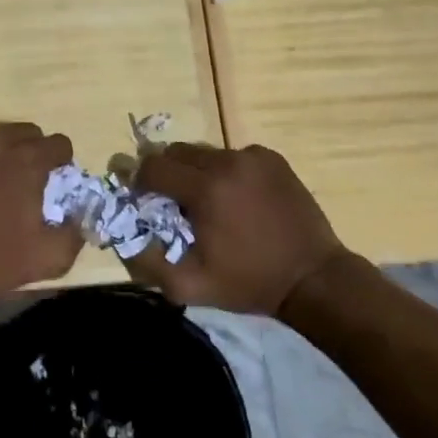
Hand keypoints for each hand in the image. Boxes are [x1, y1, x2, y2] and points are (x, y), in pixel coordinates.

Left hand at [0, 123, 80, 313]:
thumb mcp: (47, 258)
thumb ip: (75, 233)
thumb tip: (80, 215)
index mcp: (27, 159)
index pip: (60, 144)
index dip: (61, 164)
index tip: (53, 184)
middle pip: (29, 133)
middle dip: (33, 153)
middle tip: (24, 183)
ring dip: (2, 151)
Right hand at [126, 143, 350, 315]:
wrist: (314, 278)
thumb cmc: (249, 283)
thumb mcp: (190, 286)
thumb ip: (148, 262)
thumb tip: (124, 235)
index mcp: (205, 189)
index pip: (153, 166)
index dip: (139, 181)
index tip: (142, 200)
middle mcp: (227, 162)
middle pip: (176, 152)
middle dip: (165, 172)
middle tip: (171, 201)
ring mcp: (252, 156)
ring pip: (204, 152)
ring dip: (195, 172)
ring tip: (207, 202)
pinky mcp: (271, 158)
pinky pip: (232, 156)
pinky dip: (224, 171)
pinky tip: (236, 198)